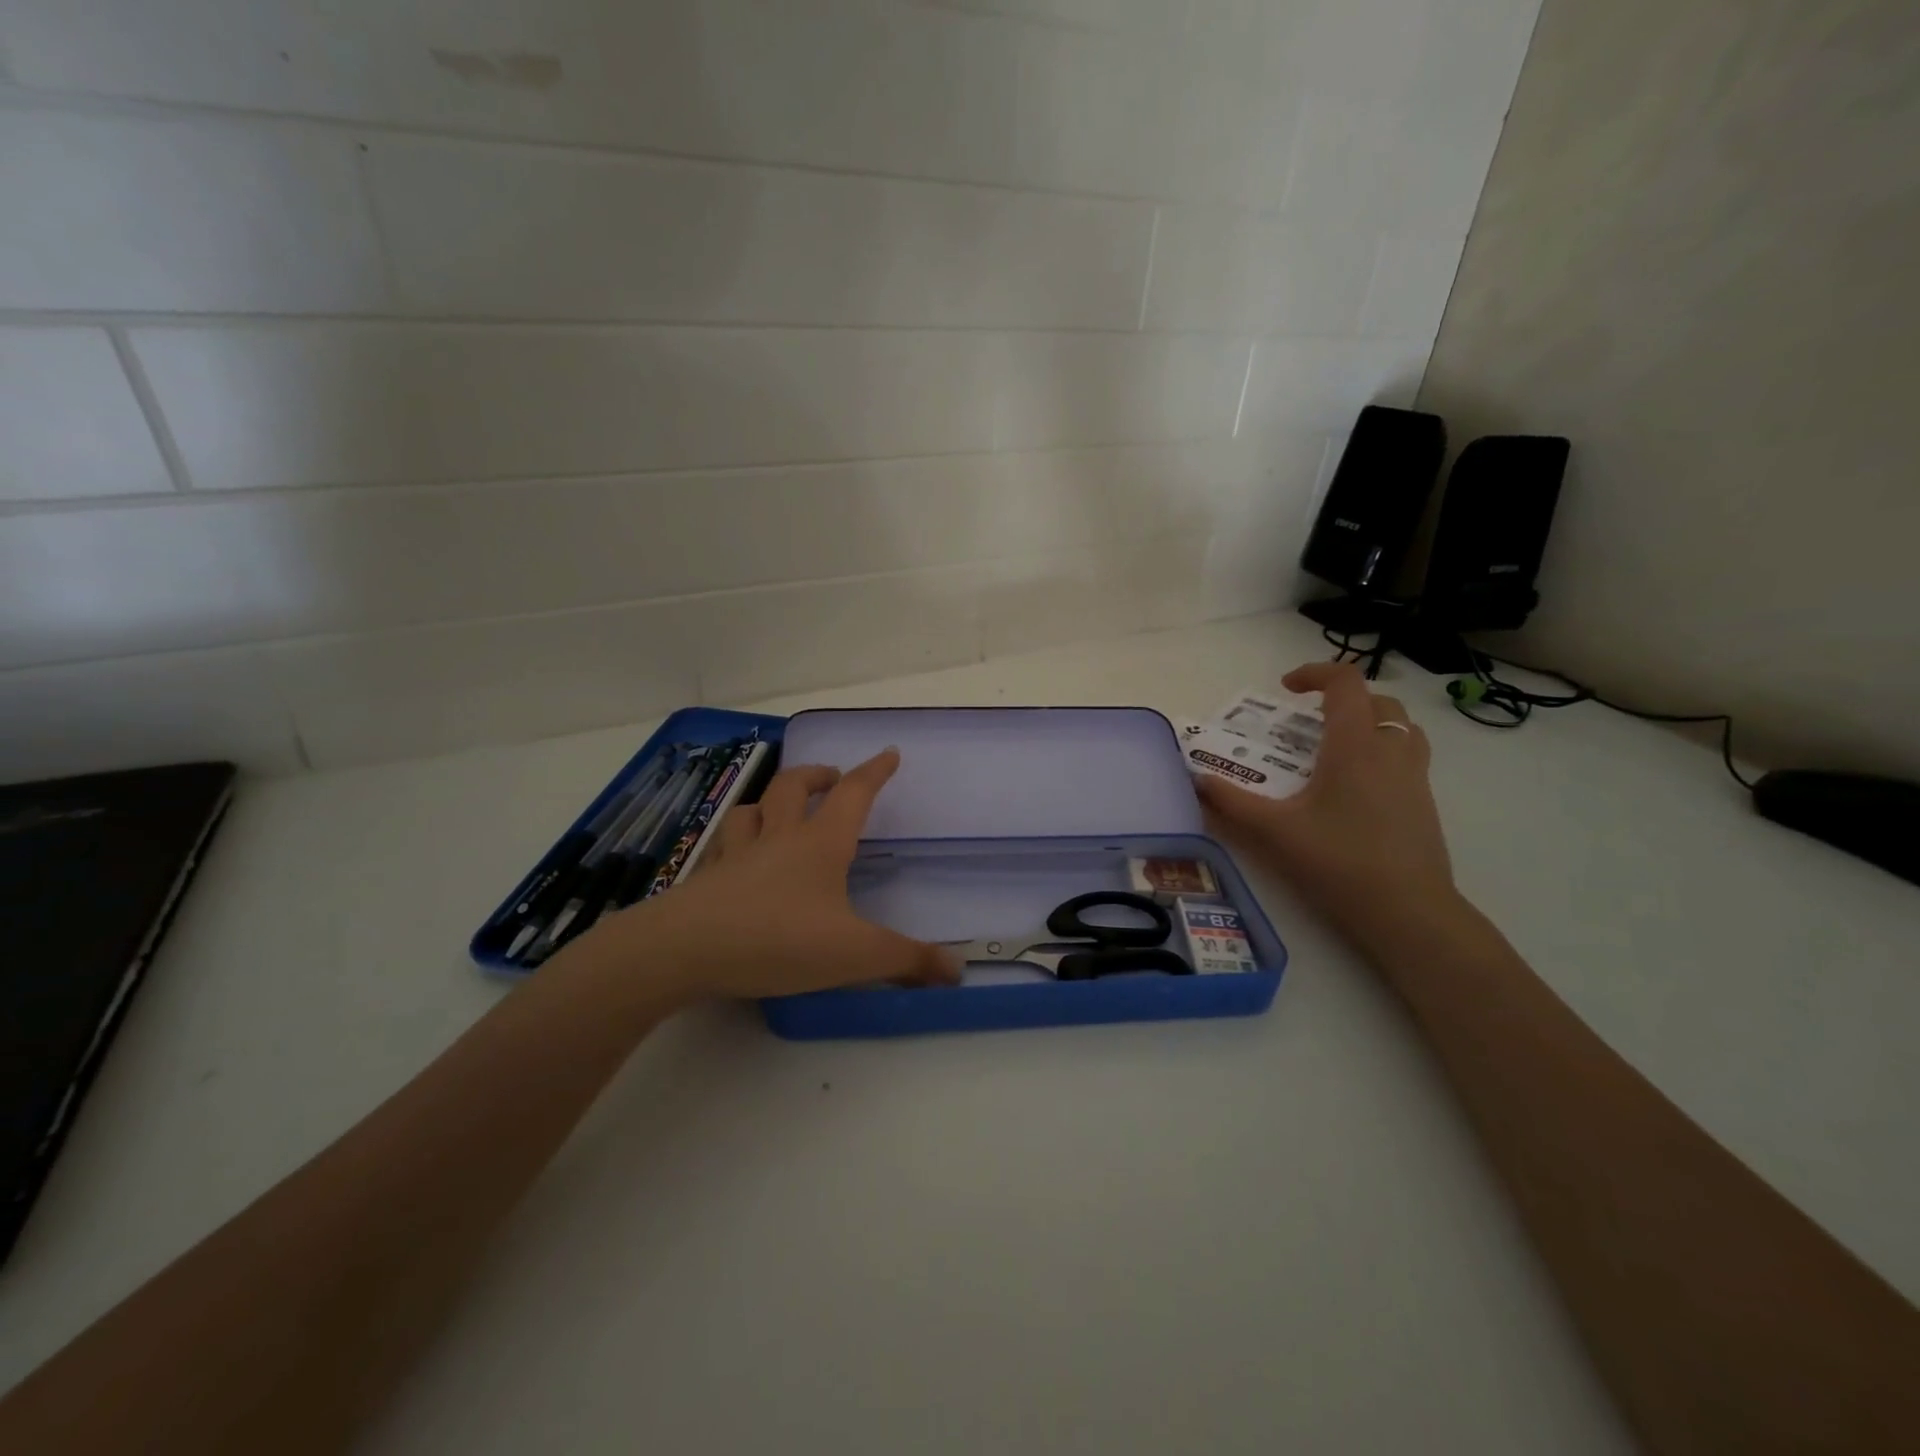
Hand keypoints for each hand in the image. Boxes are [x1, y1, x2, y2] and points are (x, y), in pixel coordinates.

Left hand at [568, 749, 960, 1002]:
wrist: (684, 951)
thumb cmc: (778, 940)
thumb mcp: (854, 954)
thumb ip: (906, 960)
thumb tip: (957, 970)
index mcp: (819, 844)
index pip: (854, 794)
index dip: (875, 772)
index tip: (889, 753)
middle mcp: (778, 838)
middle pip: (795, 787)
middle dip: (817, 775)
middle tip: (832, 777)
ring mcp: (737, 855)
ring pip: (752, 809)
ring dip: (770, 801)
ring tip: (780, 809)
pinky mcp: (707, 879)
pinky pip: (723, 845)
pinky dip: (737, 839)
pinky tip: (736, 857)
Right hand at [1195, 662, 1458, 960]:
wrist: (1408, 913)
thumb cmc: (1338, 862)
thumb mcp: (1274, 831)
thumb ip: (1231, 803)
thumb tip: (1196, 780)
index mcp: (1354, 745)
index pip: (1345, 683)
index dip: (1314, 673)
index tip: (1285, 689)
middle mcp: (1390, 751)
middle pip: (1376, 700)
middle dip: (1341, 699)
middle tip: (1307, 721)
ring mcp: (1415, 777)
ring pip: (1400, 727)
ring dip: (1368, 722)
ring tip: (1335, 747)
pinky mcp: (1424, 803)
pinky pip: (1407, 756)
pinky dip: (1381, 752)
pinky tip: (1354, 789)